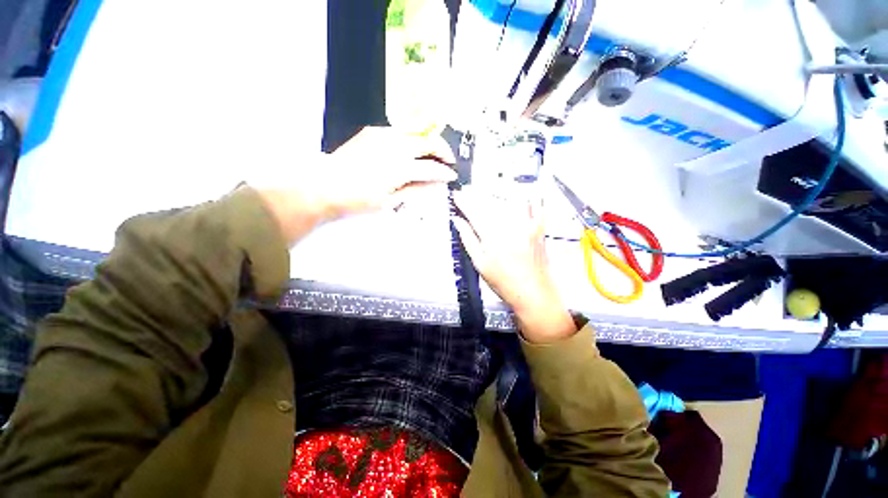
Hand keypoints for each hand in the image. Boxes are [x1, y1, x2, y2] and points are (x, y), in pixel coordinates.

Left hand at [255, 127, 456, 244]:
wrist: (324, 187)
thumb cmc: (358, 201)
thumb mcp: (390, 201)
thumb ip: (416, 190)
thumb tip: (435, 185)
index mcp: (400, 167)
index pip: (431, 168)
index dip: (444, 172)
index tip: (452, 177)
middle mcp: (394, 146)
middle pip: (427, 142)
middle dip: (442, 150)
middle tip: (449, 161)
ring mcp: (382, 135)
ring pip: (415, 131)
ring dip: (427, 141)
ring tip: (433, 153)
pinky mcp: (371, 132)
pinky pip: (398, 130)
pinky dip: (410, 138)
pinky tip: (410, 149)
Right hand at [451, 187, 576, 342]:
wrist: (534, 293)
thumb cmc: (503, 282)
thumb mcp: (480, 264)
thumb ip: (468, 239)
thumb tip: (457, 220)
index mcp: (492, 237)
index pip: (474, 213)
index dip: (463, 202)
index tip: (456, 194)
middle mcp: (510, 226)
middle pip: (490, 203)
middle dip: (476, 194)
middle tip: (466, 189)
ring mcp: (527, 225)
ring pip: (511, 199)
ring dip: (497, 191)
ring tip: (487, 189)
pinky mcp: (539, 227)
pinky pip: (536, 204)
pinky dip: (529, 195)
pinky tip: (522, 189)